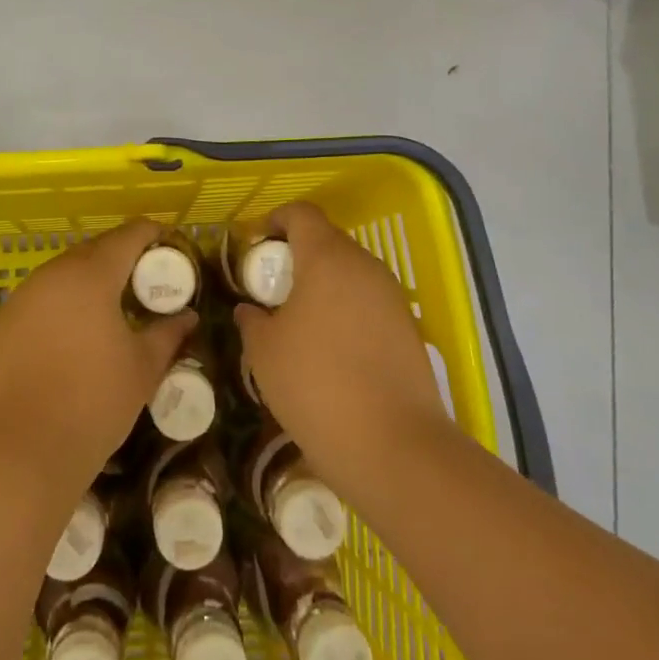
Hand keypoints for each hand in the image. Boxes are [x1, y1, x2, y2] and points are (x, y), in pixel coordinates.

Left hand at [0, 219, 196, 495]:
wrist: (18, 452)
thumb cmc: (93, 403)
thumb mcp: (143, 369)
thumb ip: (167, 334)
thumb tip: (187, 317)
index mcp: (91, 275)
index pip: (129, 235)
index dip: (153, 235)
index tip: (170, 247)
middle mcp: (52, 274)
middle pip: (93, 251)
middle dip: (120, 258)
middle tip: (144, 282)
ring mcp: (19, 298)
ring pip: (61, 275)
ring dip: (87, 282)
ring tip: (108, 309)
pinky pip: (37, 301)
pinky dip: (59, 306)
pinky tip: (69, 337)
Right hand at [236, 202, 454, 499]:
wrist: (394, 446)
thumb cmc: (316, 385)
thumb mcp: (265, 352)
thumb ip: (252, 320)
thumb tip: (250, 310)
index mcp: (327, 258)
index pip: (301, 213)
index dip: (274, 220)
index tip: (254, 248)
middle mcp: (364, 266)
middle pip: (327, 240)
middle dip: (297, 255)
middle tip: (271, 288)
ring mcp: (392, 296)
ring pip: (350, 272)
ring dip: (323, 283)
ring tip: (298, 320)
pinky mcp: (408, 327)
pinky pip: (368, 301)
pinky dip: (345, 309)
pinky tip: (330, 347)